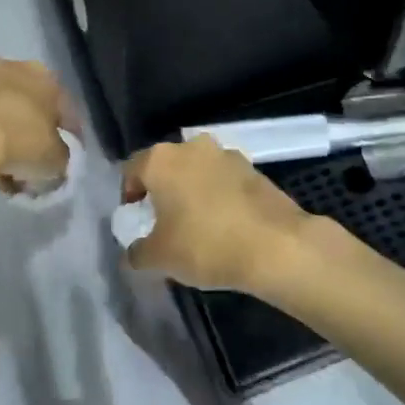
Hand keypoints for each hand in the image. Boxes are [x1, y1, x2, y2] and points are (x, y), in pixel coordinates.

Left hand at [0, 58, 77, 186]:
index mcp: (47, 76)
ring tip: (8, 174)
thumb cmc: (23, 139)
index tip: (65, 158)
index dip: (69, 136)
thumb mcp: (56, 158)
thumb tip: (56, 162)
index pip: (65, 108)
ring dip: (8, 140)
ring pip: (4, 115)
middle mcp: (16, 69)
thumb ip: (62, 157)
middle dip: (34, 136)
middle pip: (31, 109)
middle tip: (34, 165)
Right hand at [122, 135, 335, 293]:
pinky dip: (218, 197)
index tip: (135, 221)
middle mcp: (193, 146)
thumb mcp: (159, 258)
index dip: (128, 196)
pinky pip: (224, 181)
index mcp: (162, 159)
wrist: (275, 244)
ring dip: (192, 192)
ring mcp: (226, 154)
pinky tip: (224, 226)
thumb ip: (137, 252)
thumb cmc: (205, 245)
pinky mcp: (253, 168)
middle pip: (167, 167)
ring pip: (197, 171)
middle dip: (162, 192)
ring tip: (196, 227)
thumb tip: (135, 251)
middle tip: (163, 224)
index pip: (132, 170)